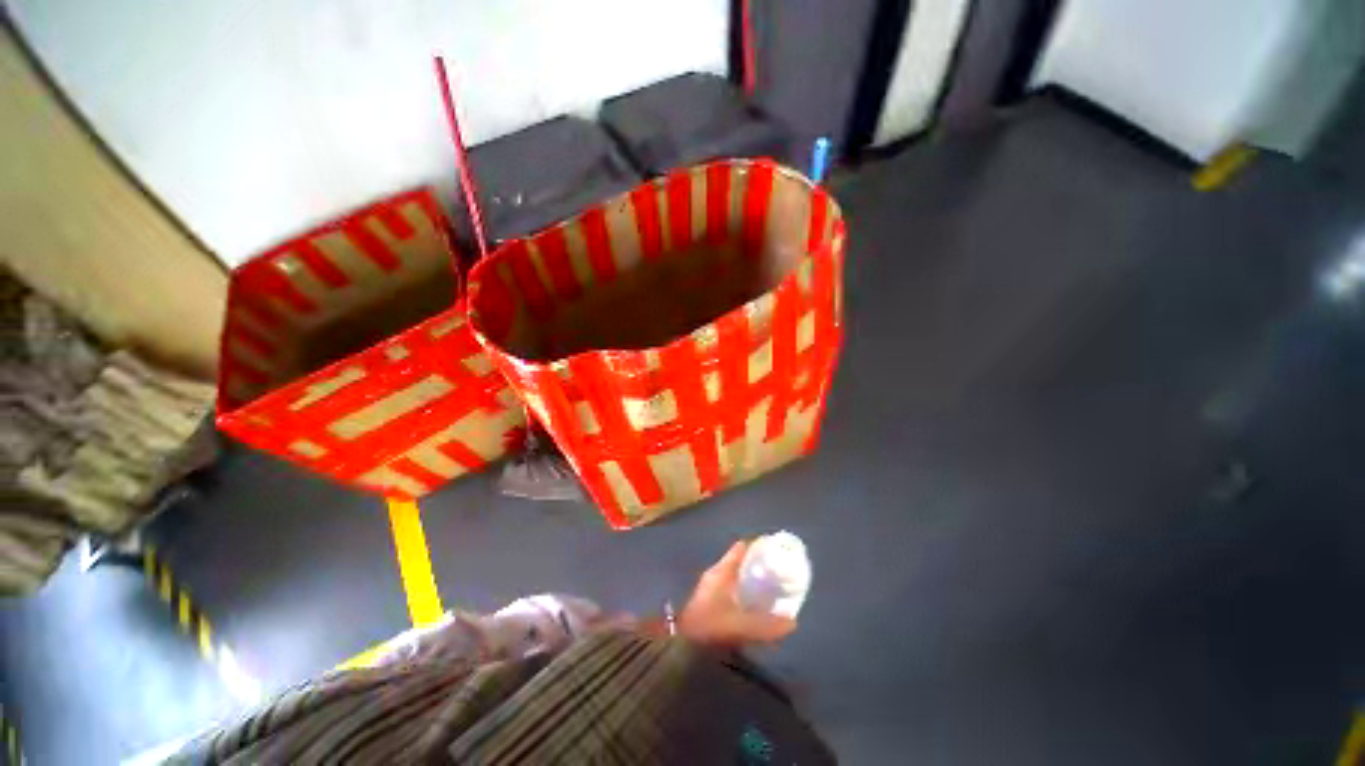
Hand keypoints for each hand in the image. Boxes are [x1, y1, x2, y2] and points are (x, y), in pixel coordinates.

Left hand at [678, 540, 796, 646]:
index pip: (741, 548)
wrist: (681, 646)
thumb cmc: (710, 628)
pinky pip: (730, 589)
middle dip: (757, 565)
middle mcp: (716, 574)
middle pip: (739, 561)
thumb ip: (767, 625)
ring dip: (750, 579)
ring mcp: (710, 587)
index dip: (758, 546)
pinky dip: (742, 592)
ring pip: (734, 576)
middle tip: (777, 571)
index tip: (775, 549)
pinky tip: (752, 607)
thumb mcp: (741, 626)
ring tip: (769, 588)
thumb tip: (793, 622)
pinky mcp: (707, 602)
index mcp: (722, 571)